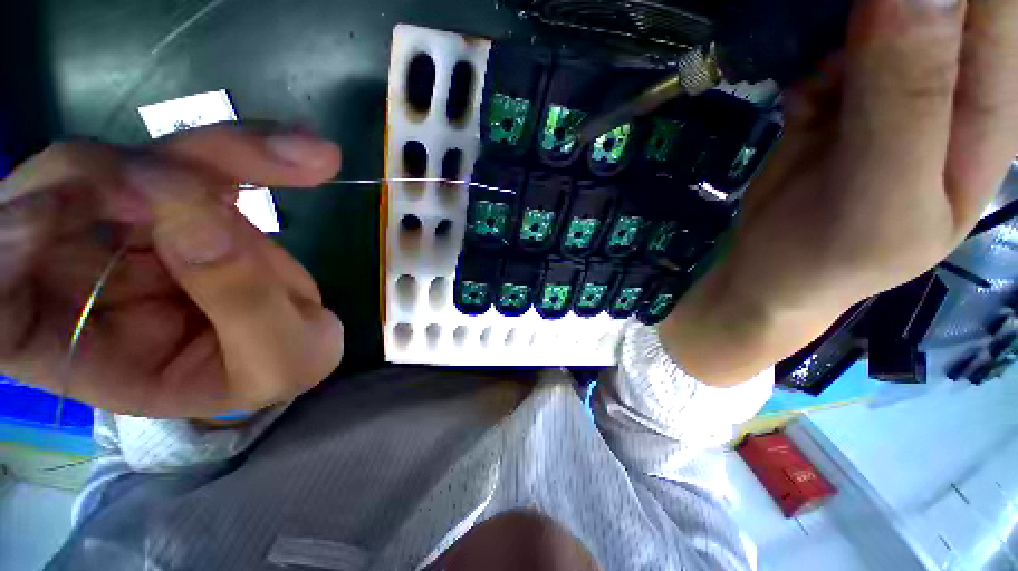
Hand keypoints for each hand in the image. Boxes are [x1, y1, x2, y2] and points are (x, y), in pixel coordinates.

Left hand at [0, 125, 344, 416]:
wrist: (299, 343)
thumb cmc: (278, 371)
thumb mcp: (276, 358)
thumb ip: (241, 302)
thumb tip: (196, 215)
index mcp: (77, 350)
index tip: (46, 219)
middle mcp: (81, 279)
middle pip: (65, 192)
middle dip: (141, 175)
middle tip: (221, 181)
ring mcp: (126, 232)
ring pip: (138, 159)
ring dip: (216, 152)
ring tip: (301, 158)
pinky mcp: (177, 203)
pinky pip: (194, 159)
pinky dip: (244, 152)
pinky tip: (299, 155)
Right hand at [662, 0, 1017, 384]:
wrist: (774, 272)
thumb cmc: (834, 253)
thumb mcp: (883, 192)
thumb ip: (908, 97)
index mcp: (987, 108)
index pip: (993, 13)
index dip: (944, 4)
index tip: (885, 21)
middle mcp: (948, 83)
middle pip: (931, 5)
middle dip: (879, 13)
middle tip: (852, 54)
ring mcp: (893, 84)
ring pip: (873, 13)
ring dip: (838, 32)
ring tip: (821, 88)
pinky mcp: (841, 93)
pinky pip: (827, 44)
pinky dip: (809, 61)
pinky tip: (801, 104)